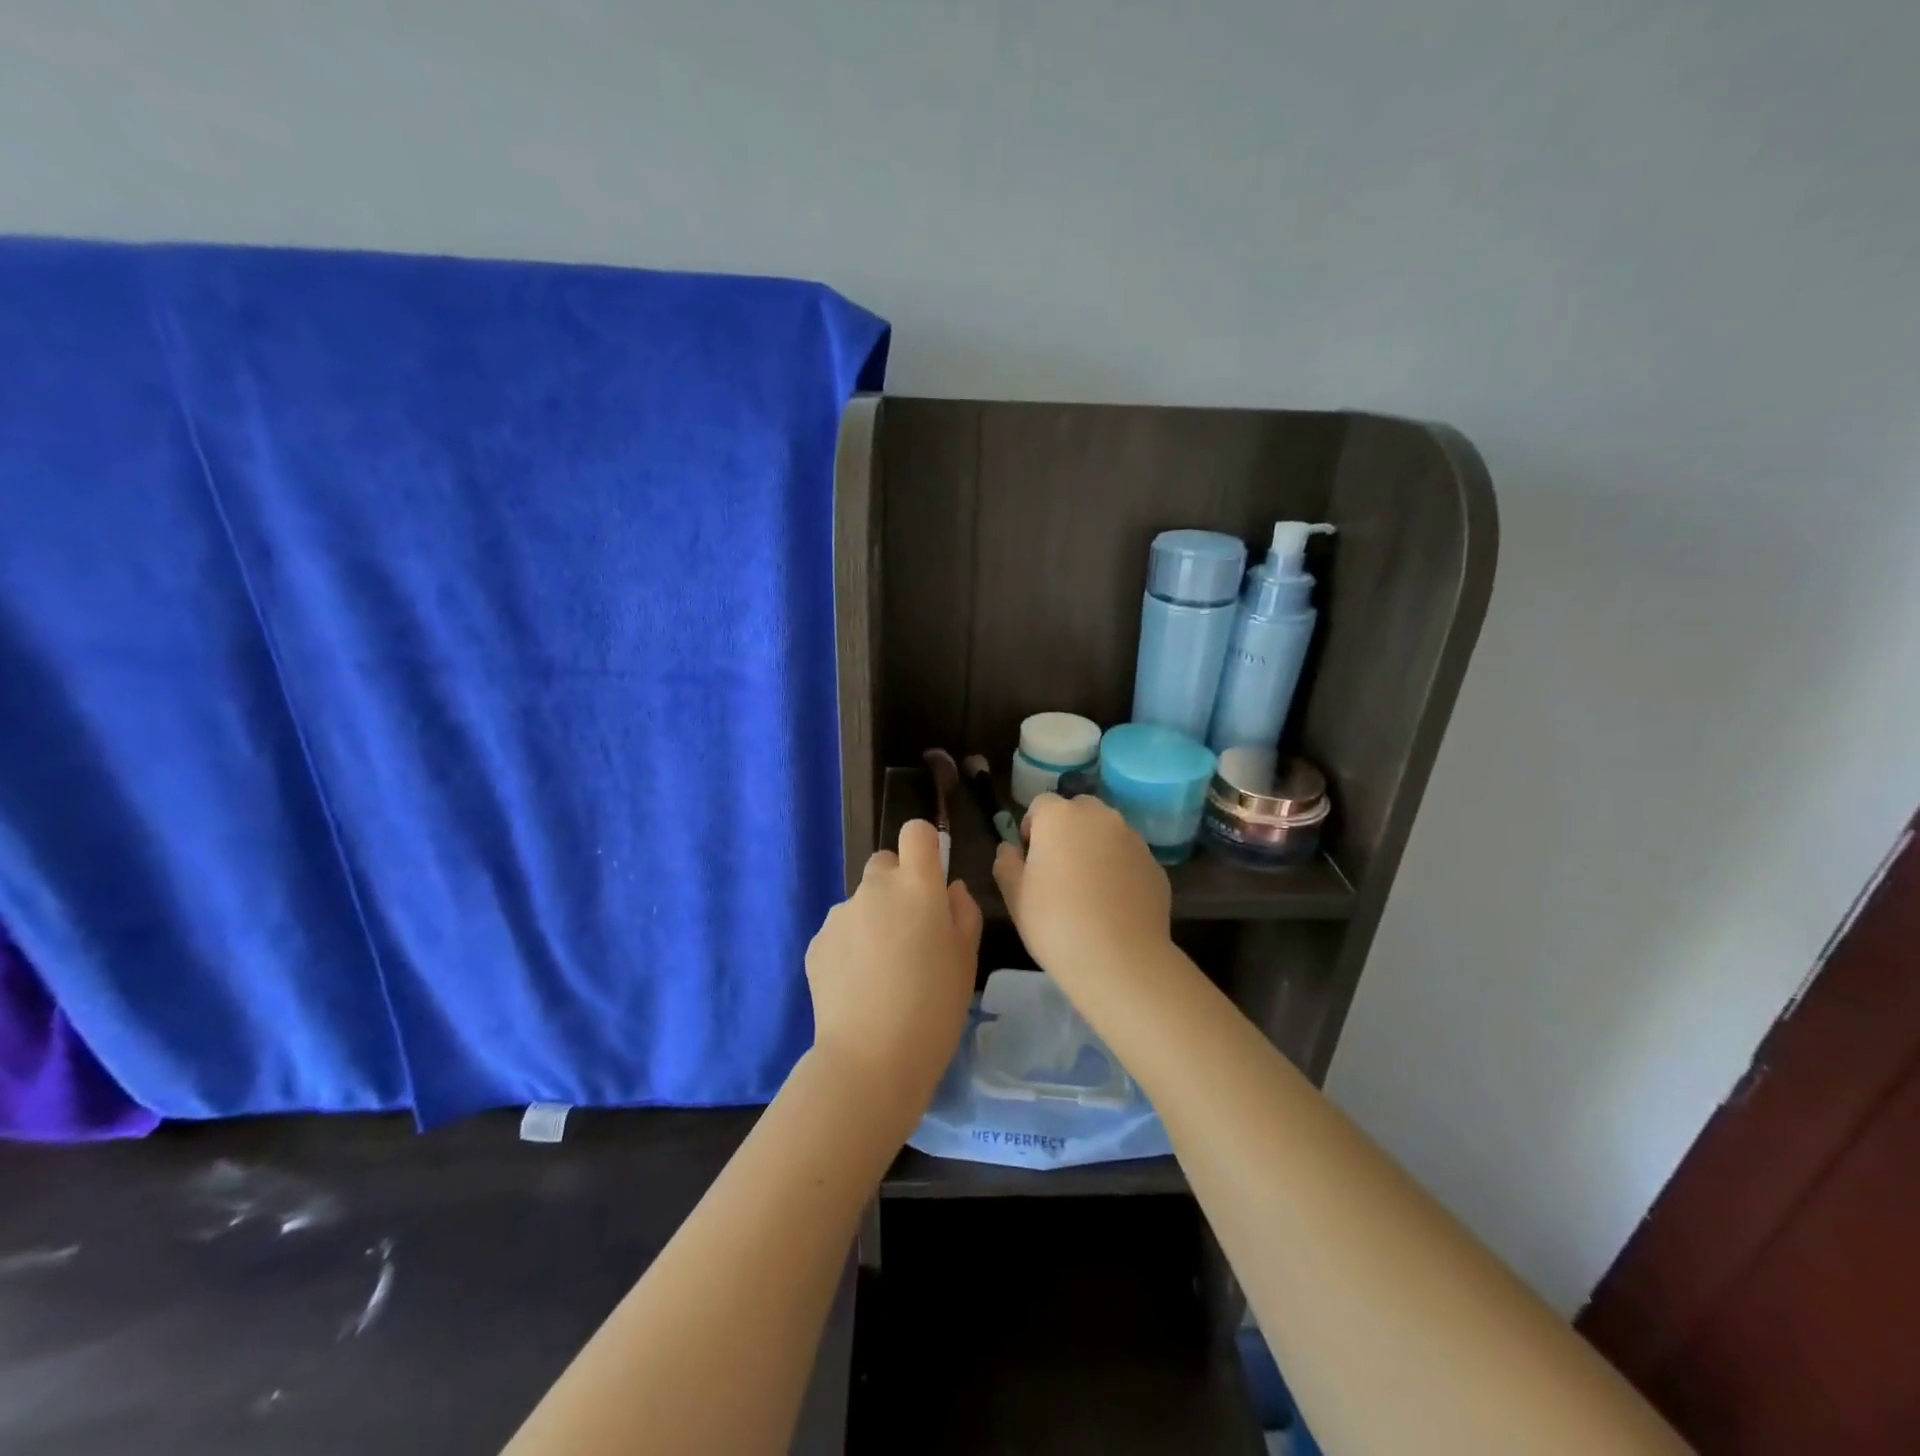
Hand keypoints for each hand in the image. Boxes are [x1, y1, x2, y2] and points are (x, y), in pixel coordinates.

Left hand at [805, 819, 980, 1134]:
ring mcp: (840, 914)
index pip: (915, 832)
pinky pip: (840, 931)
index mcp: (917, 886)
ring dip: (873, 919)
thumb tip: (949, 889)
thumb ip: (962, 912)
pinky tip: (859, 987)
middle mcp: (874, 888)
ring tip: (882, 971)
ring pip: (861, 901)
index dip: (924, 847)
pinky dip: (850, 947)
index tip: (931, 876)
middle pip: (884, 864)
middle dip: (897, 885)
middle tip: (910, 932)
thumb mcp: (967, 959)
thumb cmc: (934, 1007)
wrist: (871, 1060)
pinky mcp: (816, 943)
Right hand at [992, 792, 1172, 985]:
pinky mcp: (1155, 864)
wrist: (1120, 960)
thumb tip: (1011, 849)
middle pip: (1078, 811)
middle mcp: (1100, 817)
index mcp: (1060, 816)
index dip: (1032, 829)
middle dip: (1067, 831)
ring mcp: (1133, 838)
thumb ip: (1007, 863)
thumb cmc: (1055, 923)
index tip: (1030, 860)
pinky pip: (1128, 857)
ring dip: (1095, 848)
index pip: (1040, 805)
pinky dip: (1119, 869)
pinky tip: (1113, 904)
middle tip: (1059, 870)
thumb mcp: (1014, 896)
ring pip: (1107, 832)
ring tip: (1088, 889)